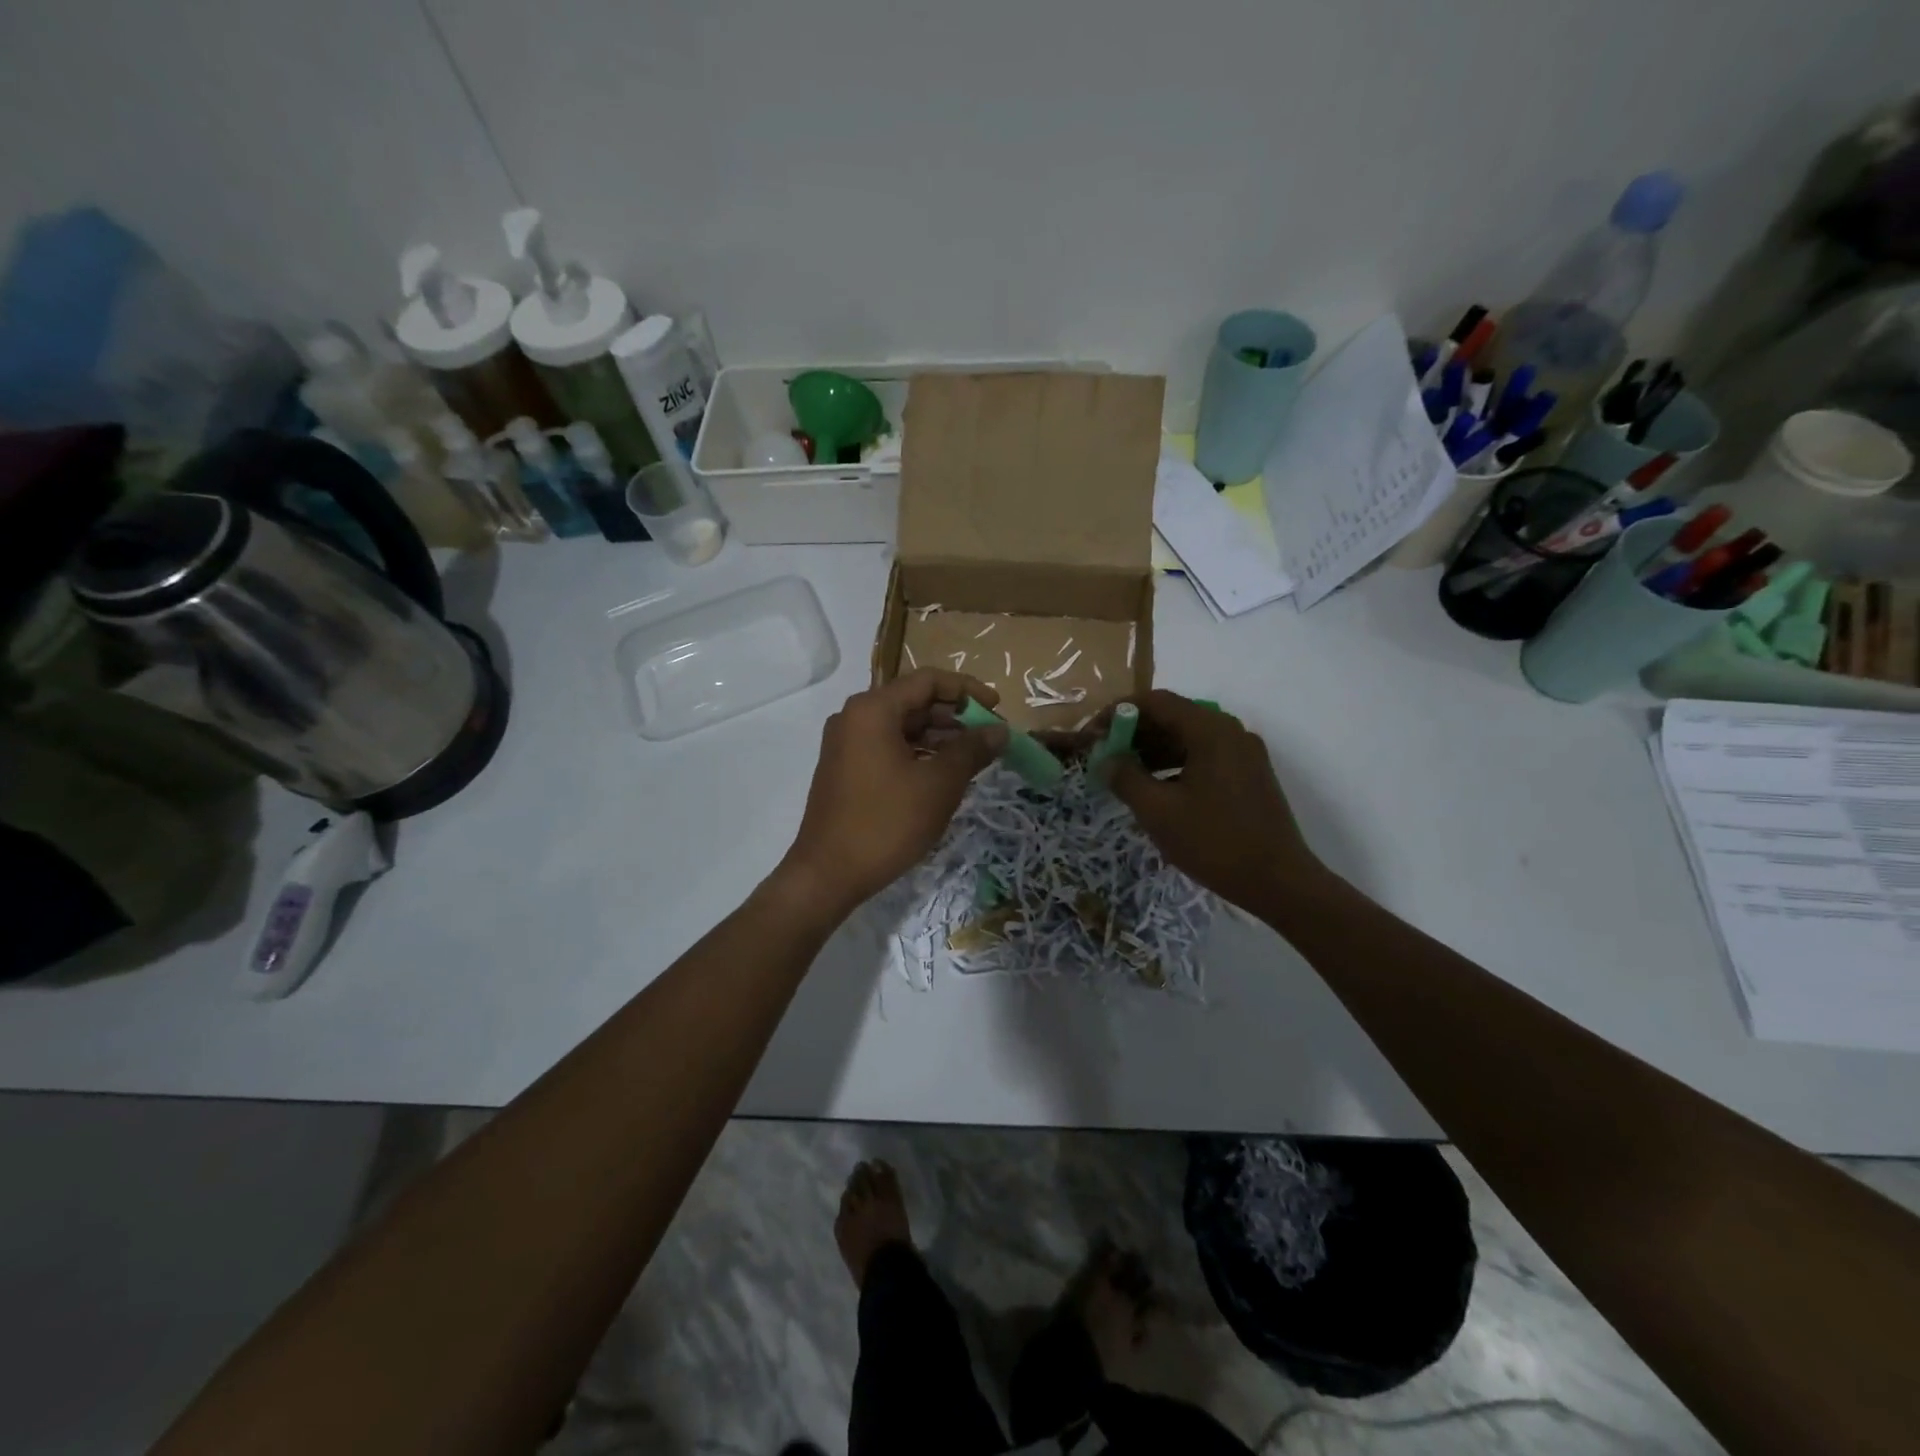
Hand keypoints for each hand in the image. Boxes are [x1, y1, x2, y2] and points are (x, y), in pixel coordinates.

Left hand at [778, 668, 1006, 915]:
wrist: (828, 874)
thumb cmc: (887, 823)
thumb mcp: (939, 784)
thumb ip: (972, 750)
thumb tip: (1000, 730)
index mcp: (873, 709)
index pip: (928, 680)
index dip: (967, 689)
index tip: (998, 708)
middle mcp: (854, 717)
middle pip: (914, 701)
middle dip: (955, 715)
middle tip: (989, 737)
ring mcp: (846, 744)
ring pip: (901, 726)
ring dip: (939, 737)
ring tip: (973, 758)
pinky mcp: (845, 768)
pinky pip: (888, 746)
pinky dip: (918, 753)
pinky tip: (942, 774)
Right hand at [1096, 690, 1323, 913]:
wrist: (1279, 881)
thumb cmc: (1214, 842)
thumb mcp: (1158, 811)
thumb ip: (1125, 777)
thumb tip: (1105, 759)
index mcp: (1210, 730)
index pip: (1156, 702)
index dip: (1119, 713)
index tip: (1094, 735)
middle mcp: (1230, 731)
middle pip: (1174, 716)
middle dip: (1135, 733)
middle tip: (1106, 757)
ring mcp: (1244, 753)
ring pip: (1189, 737)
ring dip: (1154, 750)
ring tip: (1125, 775)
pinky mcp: (1250, 774)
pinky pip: (1205, 755)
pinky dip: (1176, 764)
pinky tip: (1158, 789)